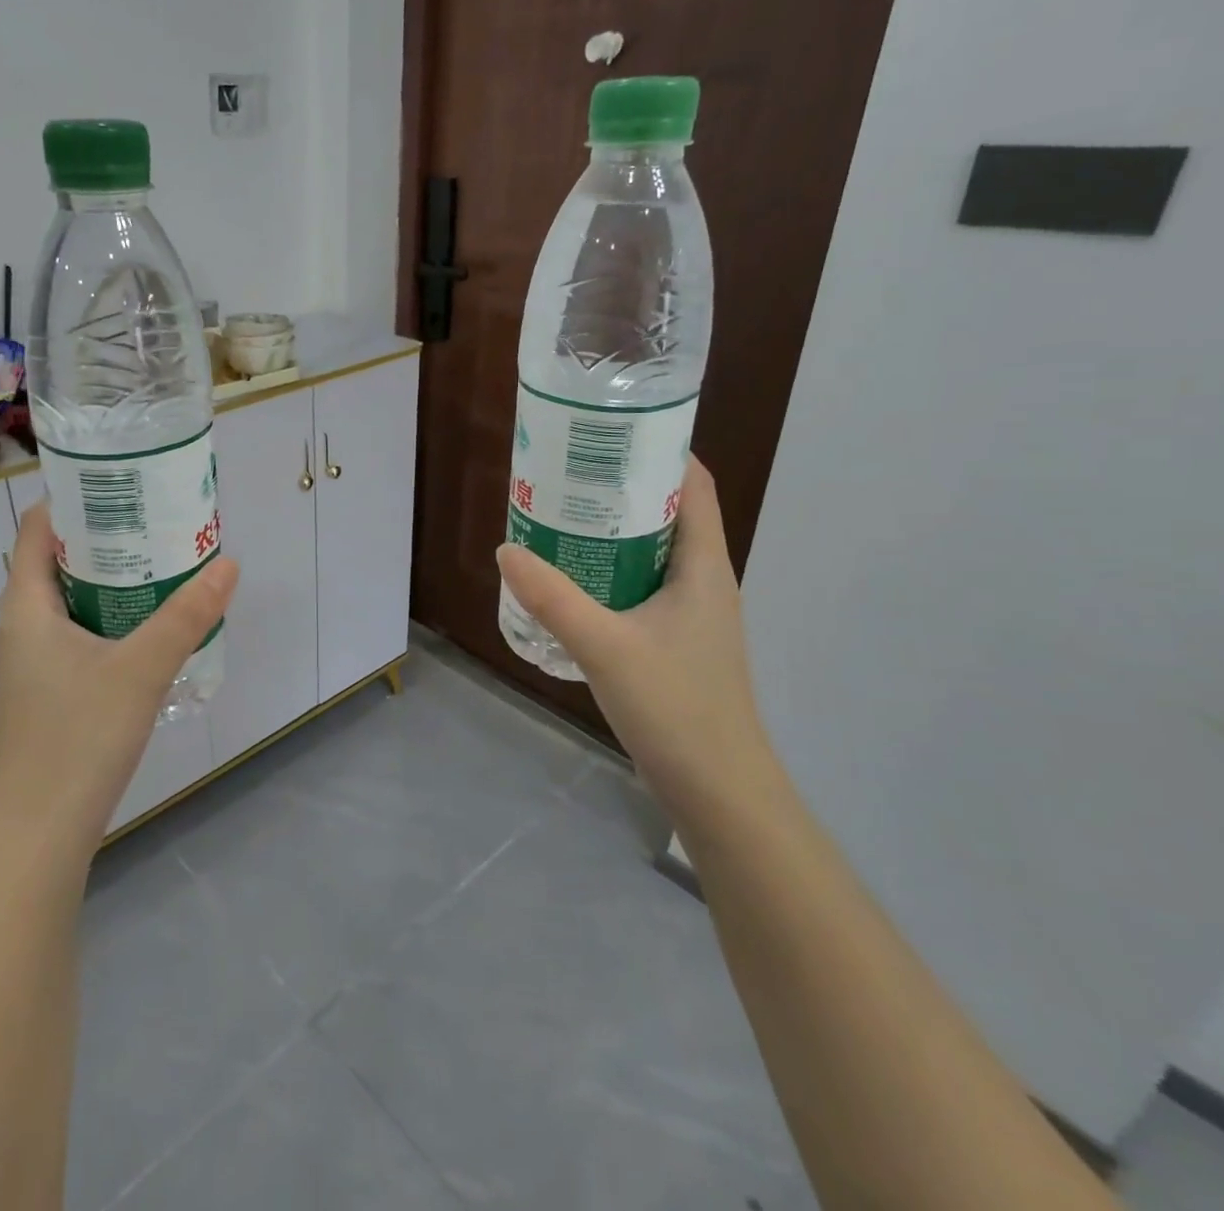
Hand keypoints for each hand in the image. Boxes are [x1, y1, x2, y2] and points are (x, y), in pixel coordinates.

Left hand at [0, 501, 238, 870]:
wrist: (34, 840)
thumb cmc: (75, 741)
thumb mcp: (140, 670)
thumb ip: (185, 616)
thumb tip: (228, 564)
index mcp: (25, 608)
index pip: (40, 529)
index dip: (75, 499)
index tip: (125, 483)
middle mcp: (21, 629)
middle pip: (58, 563)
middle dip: (106, 538)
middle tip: (159, 521)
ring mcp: (31, 667)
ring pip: (70, 604)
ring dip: (111, 582)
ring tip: (162, 566)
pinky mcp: (47, 696)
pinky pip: (78, 637)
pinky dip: (110, 620)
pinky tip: (148, 632)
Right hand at [496, 457, 788, 831]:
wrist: (718, 791)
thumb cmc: (676, 708)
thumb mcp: (605, 646)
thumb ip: (552, 597)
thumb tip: (506, 549)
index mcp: (705, 567)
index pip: (695, 485)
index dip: (661, 450)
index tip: (609, 432)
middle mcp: (704, 581)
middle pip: (668, 513)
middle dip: (621, 488)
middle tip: (566, 473)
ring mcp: (691, 614)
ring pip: (651, 552)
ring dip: (612, 532)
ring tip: (559, 517)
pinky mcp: (674, 642)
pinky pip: (640, 586)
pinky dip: (609, 571)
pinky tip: (570, 581)